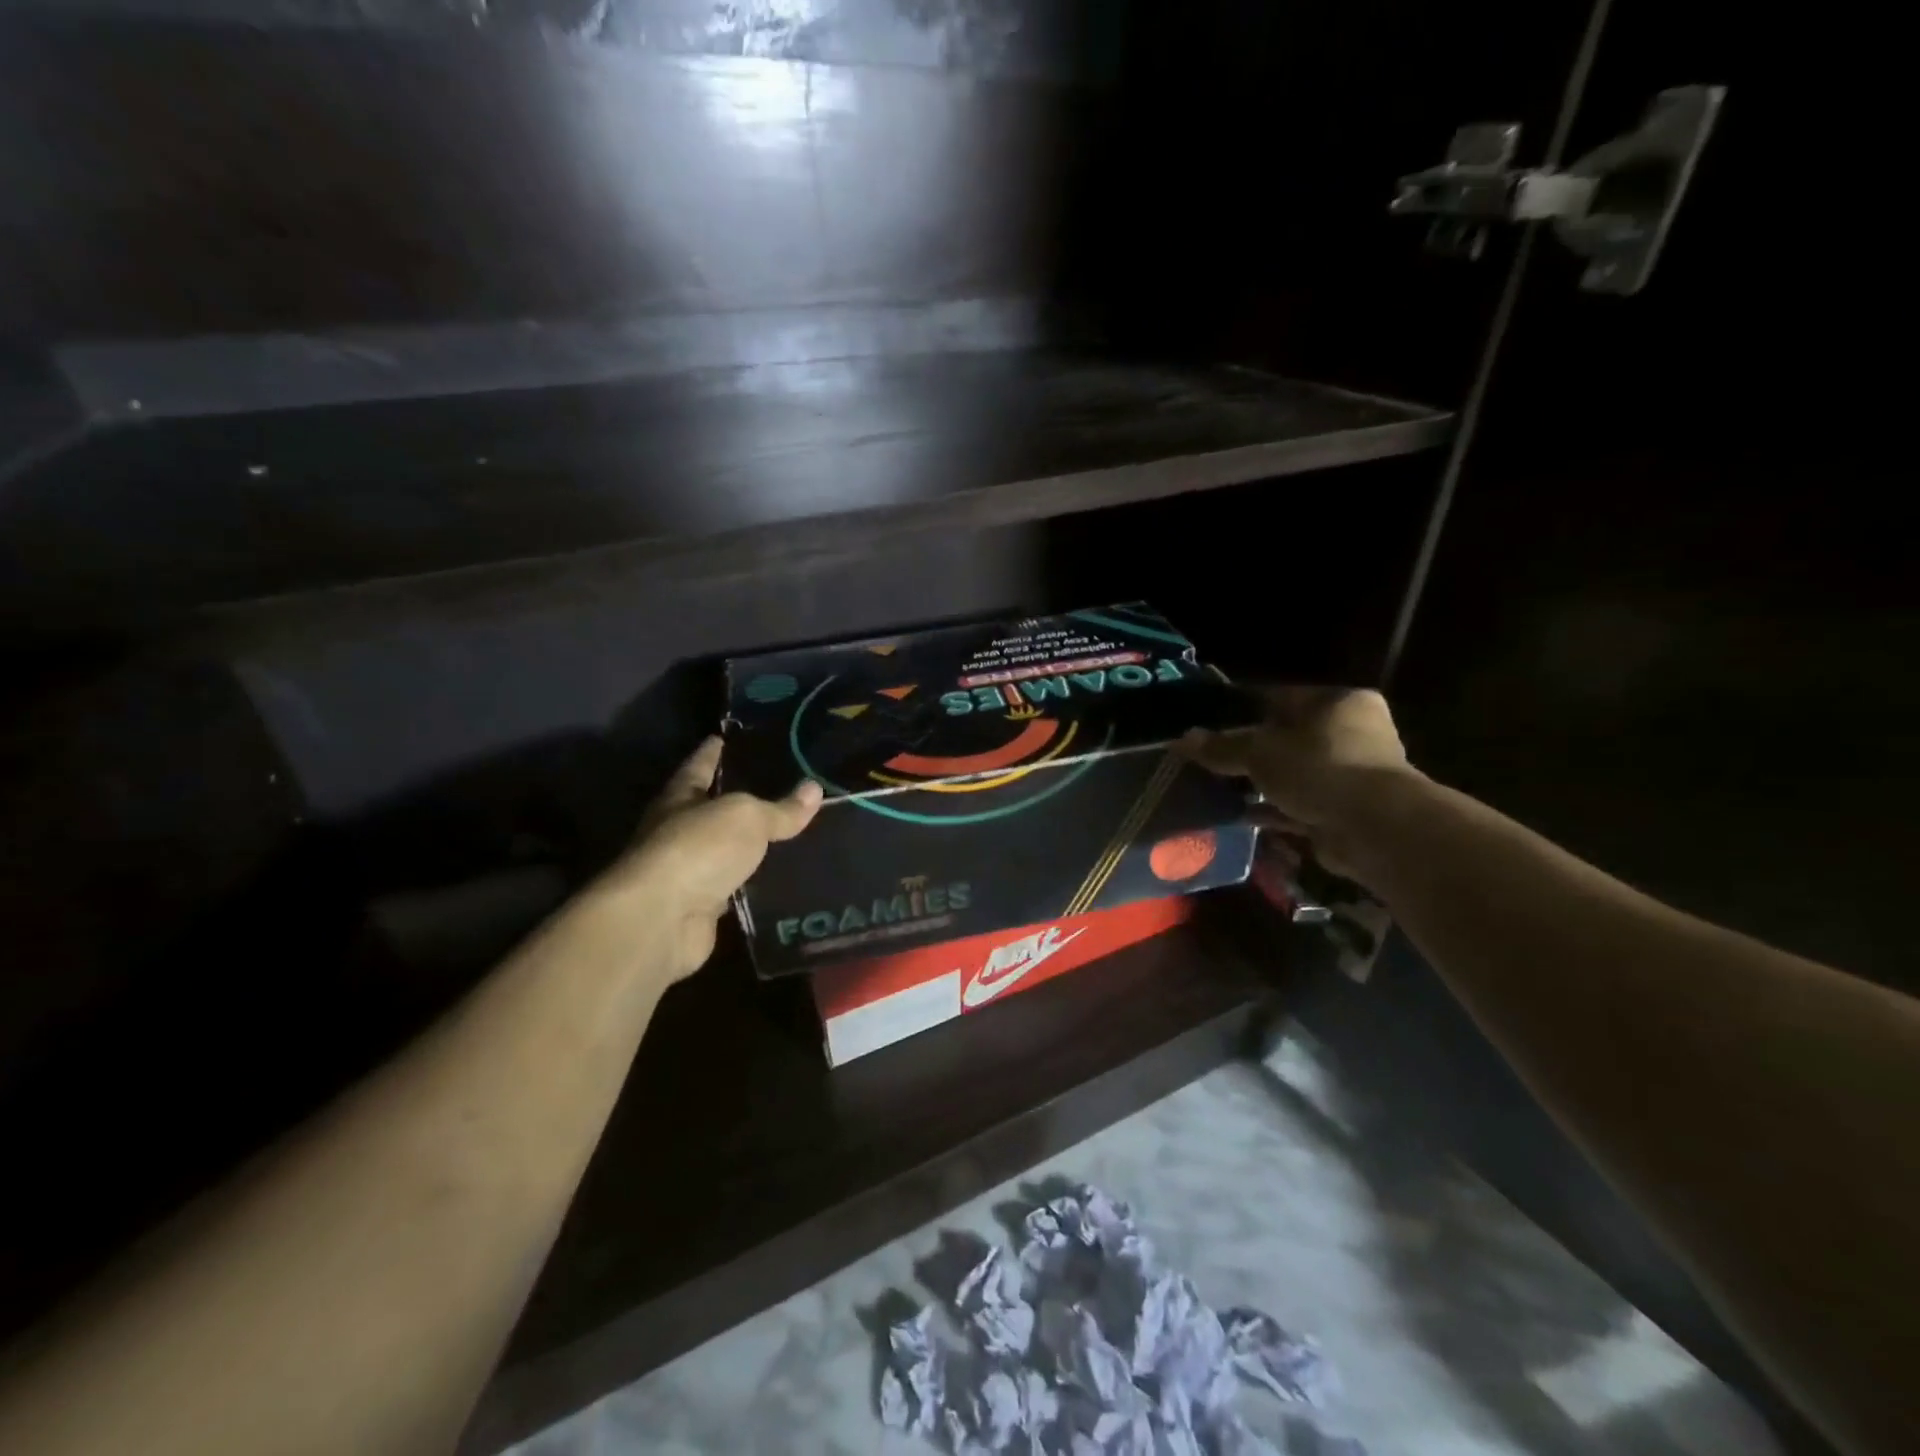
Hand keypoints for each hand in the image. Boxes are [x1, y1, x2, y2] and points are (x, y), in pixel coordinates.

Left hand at [598, 736, 821, 981]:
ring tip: (796, 832)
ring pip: (729, 852)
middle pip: (715, 809)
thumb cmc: (698, 849)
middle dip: (742, 799)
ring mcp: (690, 872)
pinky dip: (757, 884)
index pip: (701, 765)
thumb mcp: (746, 817)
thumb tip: (814, 789)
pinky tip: (786, 877)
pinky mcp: (703, 909)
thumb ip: (780, 807)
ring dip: (752, 846)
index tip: (730, 736)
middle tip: (785, 786)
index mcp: (681, 797)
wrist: (662, 920)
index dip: (715, 751)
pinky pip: (738, 888)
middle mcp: (680, 831)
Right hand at [1179, 688, 1415, 877]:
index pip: (1281, 697)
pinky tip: (1242, 816)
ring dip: (1262, 784)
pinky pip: (1300, 804)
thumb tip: (1183, 739)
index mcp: (1339, 702)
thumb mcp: (1260, 751)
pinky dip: (1274, 810)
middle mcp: (1354, 732)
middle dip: (1251, 751)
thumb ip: (1222, 746)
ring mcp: (1353, 773)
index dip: (1242, 709)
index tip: (1210, 722)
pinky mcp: (1348, 810)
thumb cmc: (1319, 768)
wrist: (1375, 828)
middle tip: (1212, 759)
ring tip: (1221, 788)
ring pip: (1294, 773)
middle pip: (1288, 737)